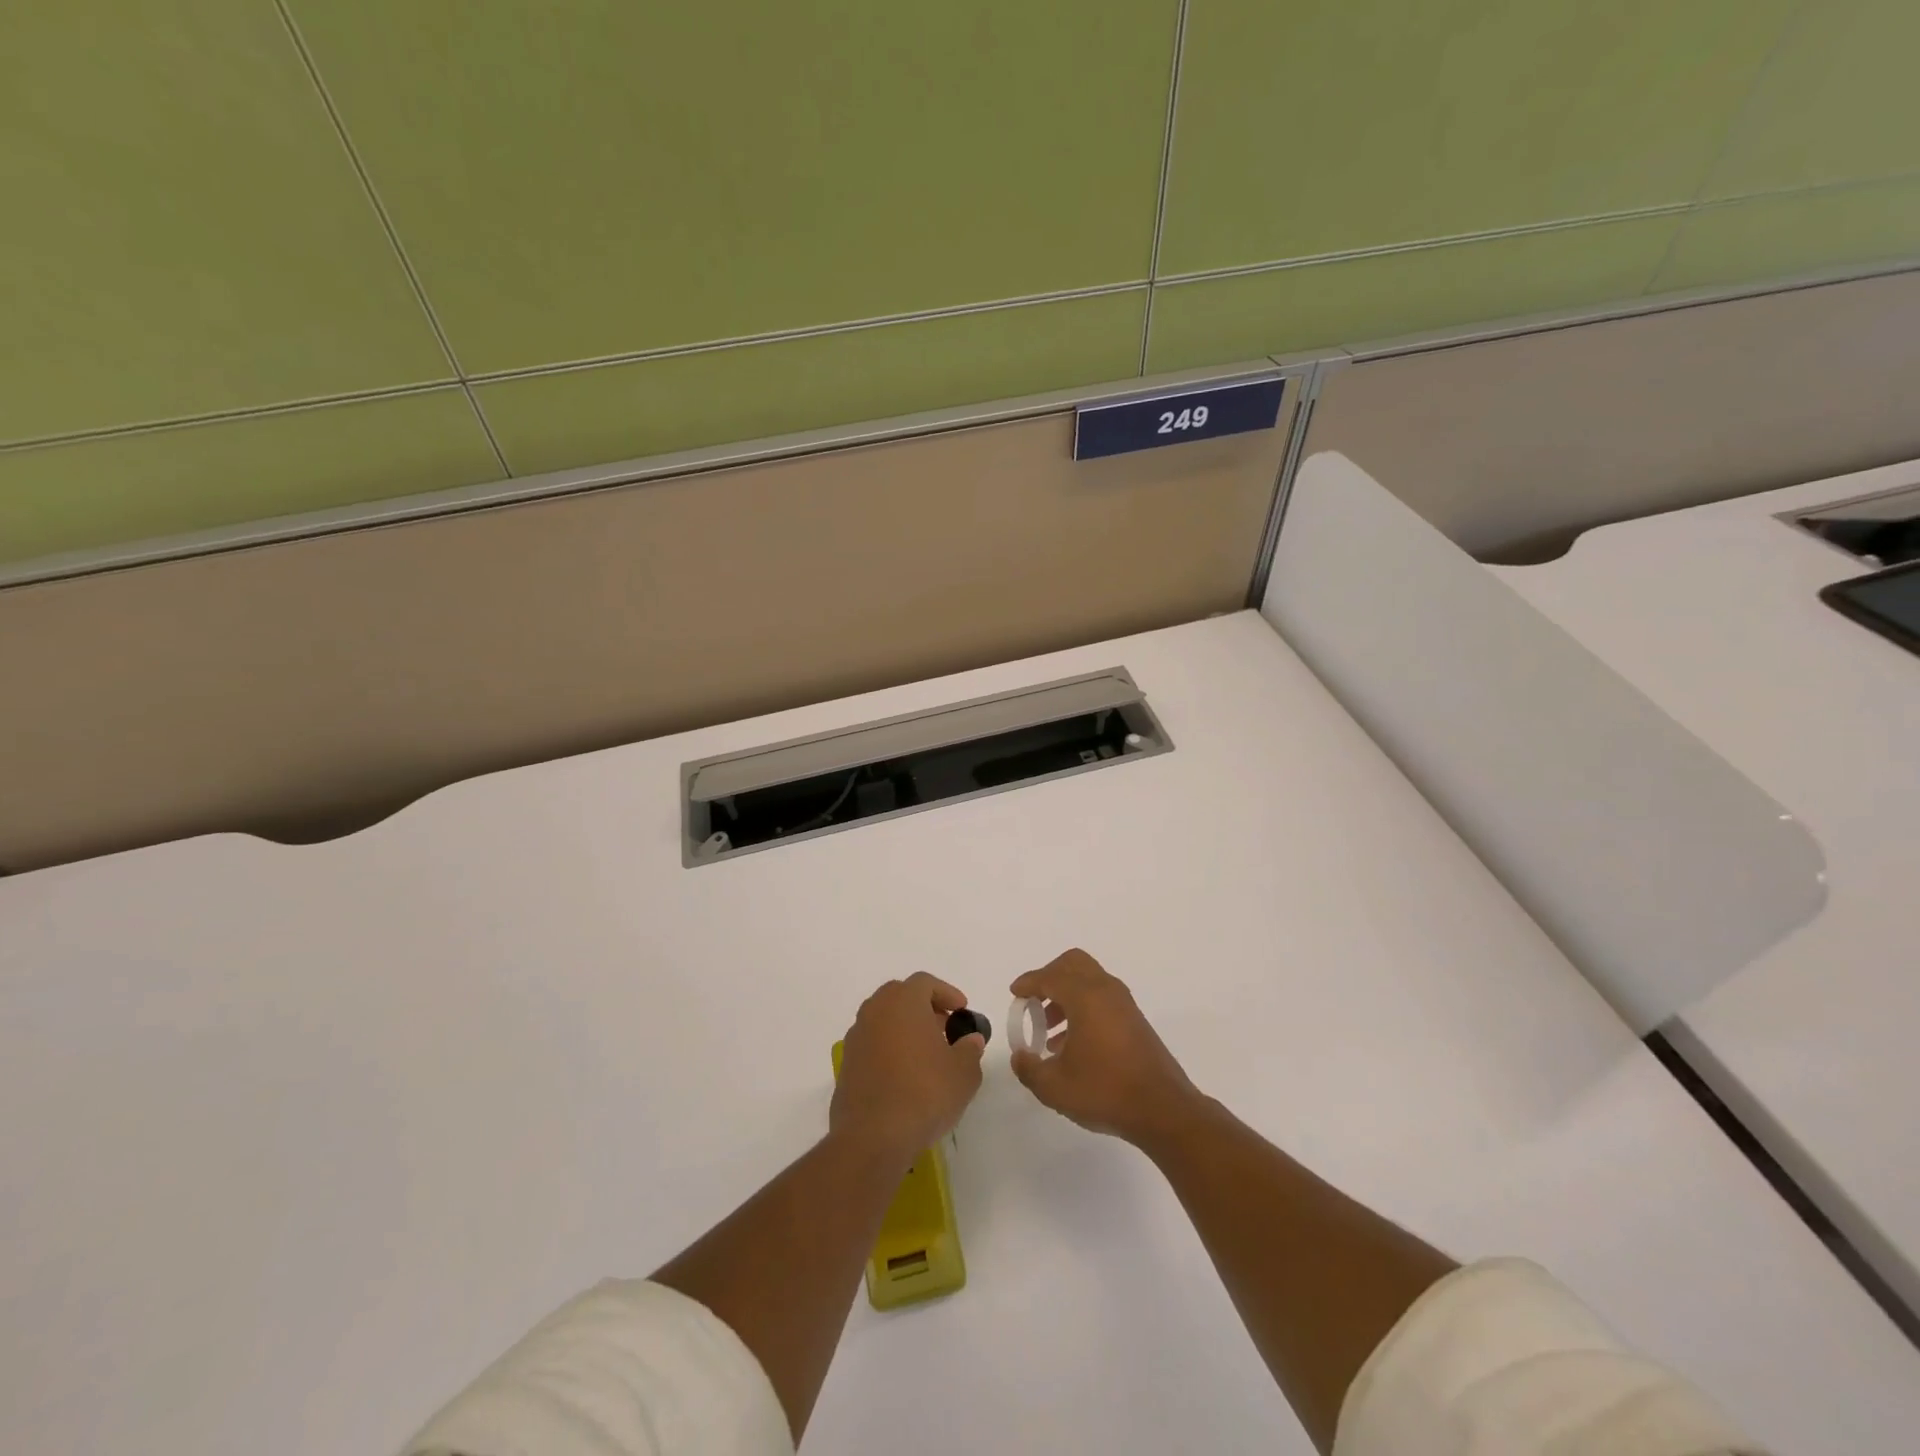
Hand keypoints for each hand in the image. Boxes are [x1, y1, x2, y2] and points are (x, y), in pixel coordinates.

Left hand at [830, 973, 984, 1164]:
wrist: (872, 1137)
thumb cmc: (924, 1094)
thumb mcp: (963, 1073)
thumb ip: (970, 1049)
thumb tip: (970, 1039)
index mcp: (903, 1002)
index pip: (925, 982)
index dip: (946, 993)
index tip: (962, 1011)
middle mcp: (875, 1011)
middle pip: (900, 996)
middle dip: (924, 1007)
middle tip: (944, 1028)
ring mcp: (856, 1037)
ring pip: (883, 1019)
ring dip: (905, 1028)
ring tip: (926, 1054)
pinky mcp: (847, 1064)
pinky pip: (872, 1044)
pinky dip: (889, 1049)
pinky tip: (904, 1076)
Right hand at [1009, 948, 1203, 1147]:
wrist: (1163, 1109)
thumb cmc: (1105, 1091)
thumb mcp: (1055, 1087)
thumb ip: (1029, 1068)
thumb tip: (1020, 1056)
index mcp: (1085, 997)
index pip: (1050, 977)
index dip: (1028, 983)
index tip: (1015, 994)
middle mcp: (1105, 990)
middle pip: (1073, 964)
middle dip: (1049, 977)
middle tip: (1033, 1002)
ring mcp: (1124, 1004)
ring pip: (1088, 981)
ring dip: (1065, 995)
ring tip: (1049, 1030)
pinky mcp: (1134, 1020)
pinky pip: (1101, 998)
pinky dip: (1082, 1008)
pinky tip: (1073, 1044)